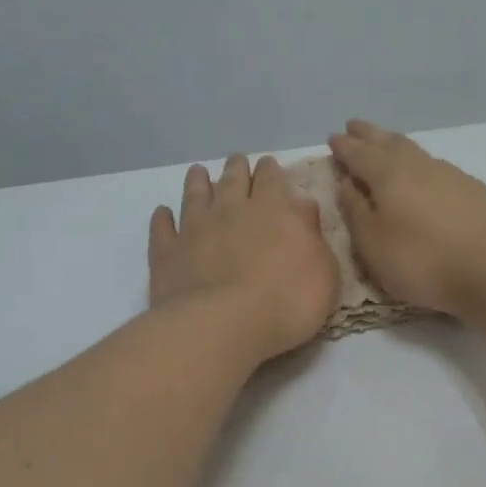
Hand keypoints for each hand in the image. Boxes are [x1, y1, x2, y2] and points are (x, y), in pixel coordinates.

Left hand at [149, 154, 338, 362]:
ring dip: (198, 182)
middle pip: (233, 179)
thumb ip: (312, 235)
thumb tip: (303, 205)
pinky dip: (163, 218)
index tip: (268, 165)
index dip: (270, 171)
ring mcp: (194, 229)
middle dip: (237, 168)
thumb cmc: (286, 302)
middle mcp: (231, 210)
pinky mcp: (167, 253)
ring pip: (195, 195)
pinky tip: (163, 213)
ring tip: (198, 172)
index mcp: (273, 210)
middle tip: (237, 162)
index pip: (271, 179)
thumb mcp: (322, 271)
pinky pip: (162, 229)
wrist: (223, 325)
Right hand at [328, 120, 485, 317]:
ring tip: (386, 143)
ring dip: (396, 144)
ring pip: (415, 151)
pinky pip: (437, 167)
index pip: (359, 154)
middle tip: (355, 126)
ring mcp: (450, 175)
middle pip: (389, 142)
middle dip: (369, 135)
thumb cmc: (422, 260)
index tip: (333, 138)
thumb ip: (356, 210)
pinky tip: (425, 173)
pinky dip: (421, 164)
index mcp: (388, 175)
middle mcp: (418, 166)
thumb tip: (347, 181)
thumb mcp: (373, 243)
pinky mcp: (474, 191)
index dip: (344, 147)